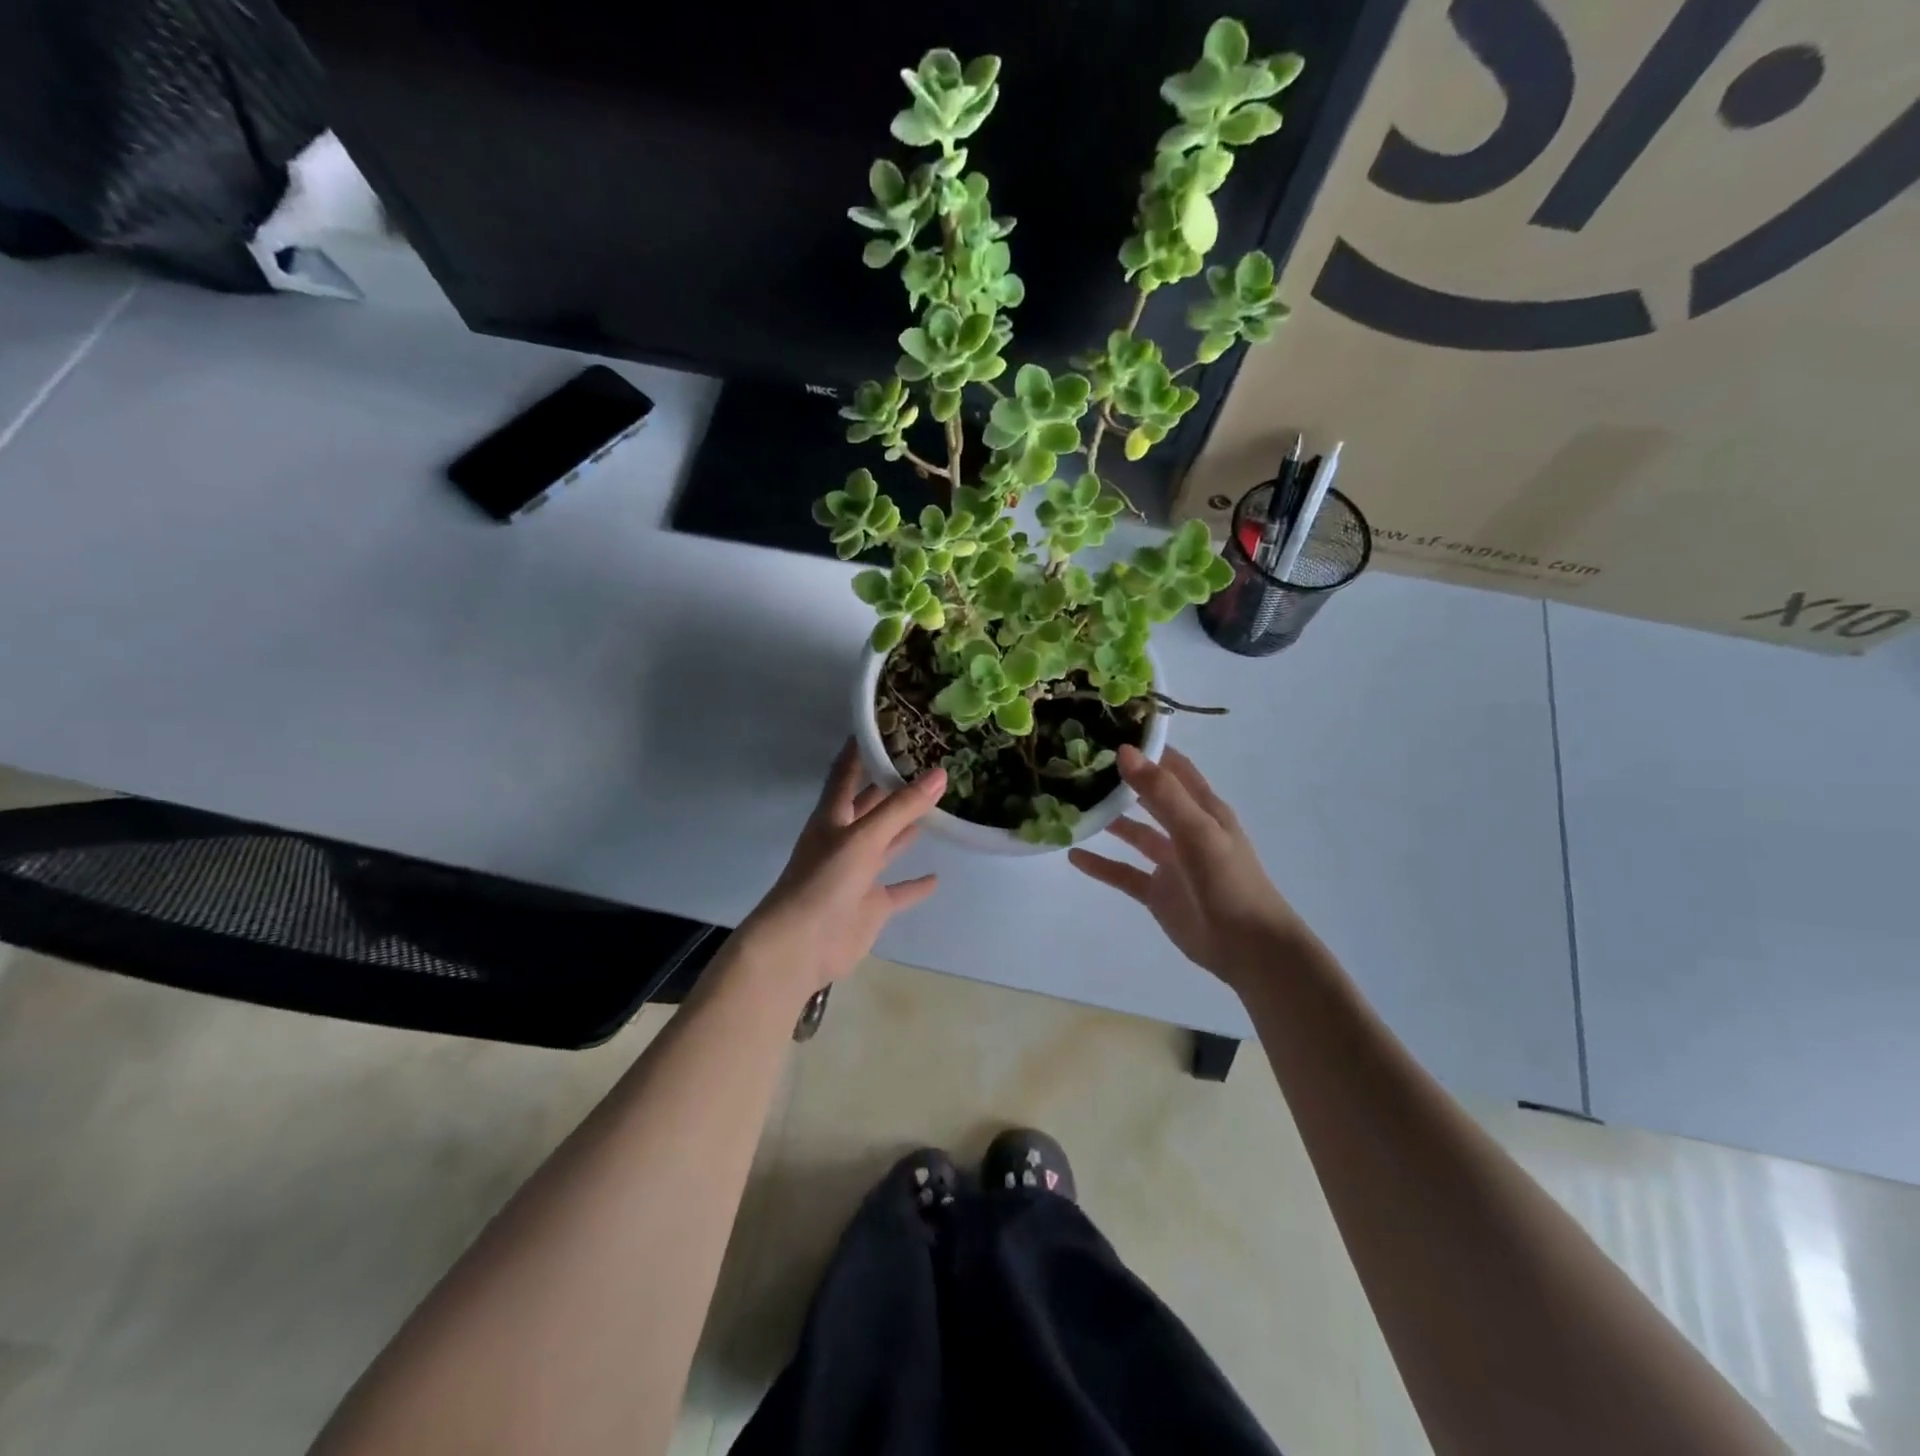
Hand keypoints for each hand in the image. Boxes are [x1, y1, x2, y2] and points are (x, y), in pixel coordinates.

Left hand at [734, 739, 945, 1004]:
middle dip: (893, 786)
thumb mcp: (863, 837)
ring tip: (938, 806)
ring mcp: (858, 873)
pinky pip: (898, 890)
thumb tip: (941, 773)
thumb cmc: (824, 882)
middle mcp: (845, 839)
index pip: (847, 772)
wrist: (799, 947)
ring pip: (887, 843)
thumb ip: (901, 807)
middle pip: (871, 805)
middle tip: (928, 762)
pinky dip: (915, 884)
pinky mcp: (870, 904)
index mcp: (833, 816)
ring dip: (907, 828)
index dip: (861, 748)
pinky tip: (937, 877)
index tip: (884, 723)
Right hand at [1069, 745, 1305, 990]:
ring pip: (1134, 833)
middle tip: (1080, 763)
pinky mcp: (1157, 892)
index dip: (1147, 747)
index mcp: (1203, 808)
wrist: (1248, 948)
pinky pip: (1123, 872)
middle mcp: (1185, 829)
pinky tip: (1073, 855)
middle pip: (1149, 796)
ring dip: (1109, 820)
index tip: (1109, 729)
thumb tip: (1124, 751)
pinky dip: (1100, 864)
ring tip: (1072, 804)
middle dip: (1121, 780)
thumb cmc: (1229, 881)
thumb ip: (1161, 793)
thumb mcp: (1197, 830)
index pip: (1173, 767)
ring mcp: (1170, 862)